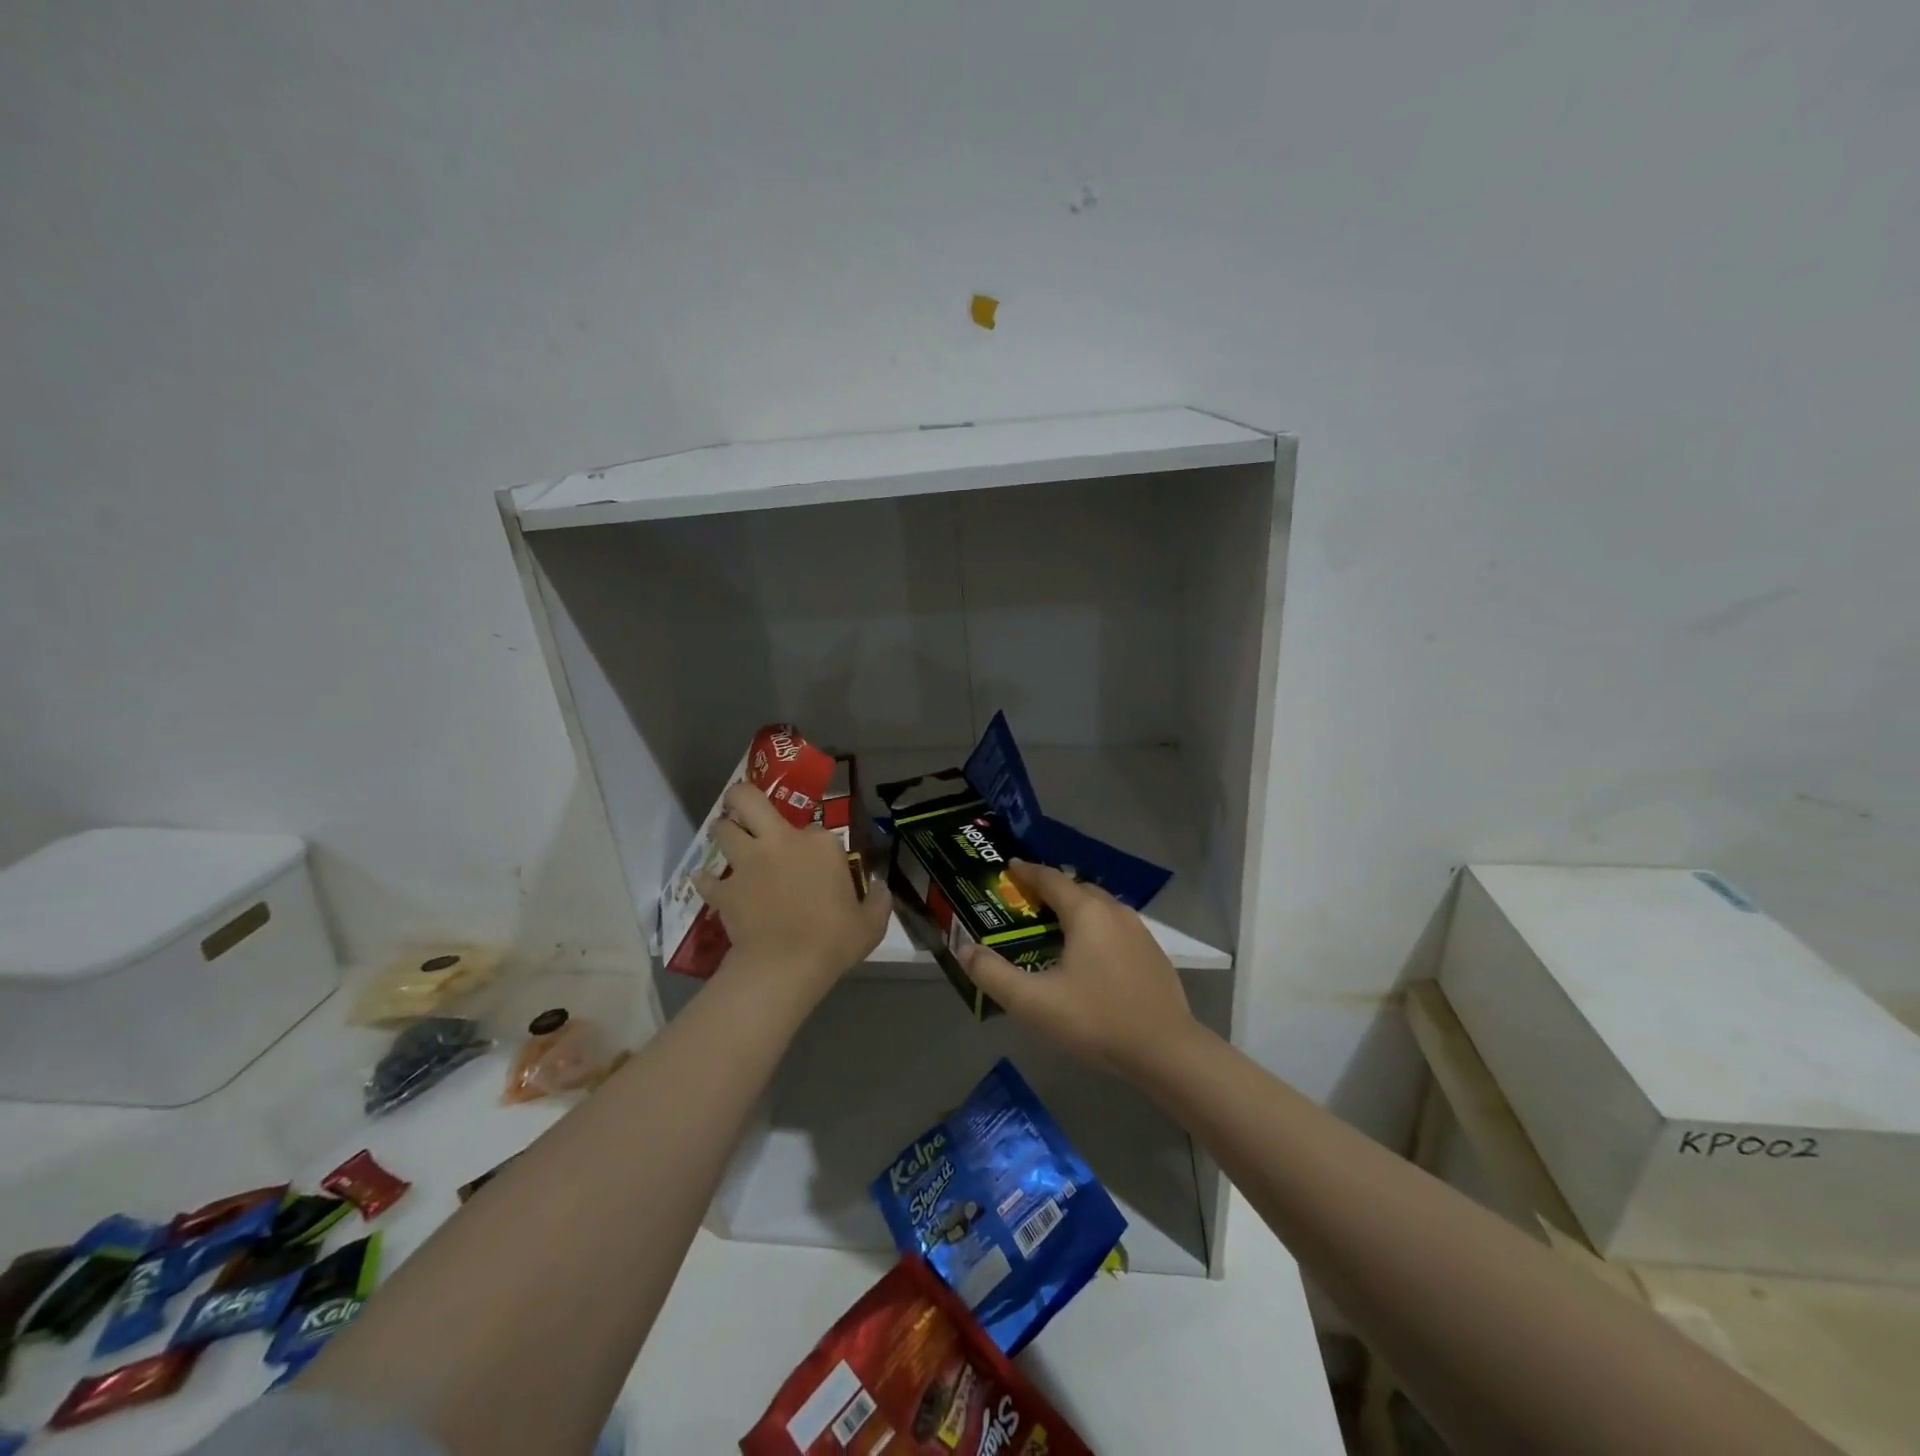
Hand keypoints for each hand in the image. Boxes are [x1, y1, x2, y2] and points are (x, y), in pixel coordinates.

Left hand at [694, 782, 892, 1008]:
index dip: (813, 842)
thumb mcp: (871, 923)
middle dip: (741, 796)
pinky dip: (706, 879)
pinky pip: (706, 878)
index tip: (816, 860)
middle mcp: (780, 842)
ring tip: (728, 840)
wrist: (786, 966)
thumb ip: (878, 900)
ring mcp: (748, 864)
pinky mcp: (725, 890)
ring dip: (723, 831)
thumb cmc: (834, 940)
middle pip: (749, 801)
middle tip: (743, 807)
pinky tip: (707, 883)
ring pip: (721, 830)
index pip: (815, 828)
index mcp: (820, 844)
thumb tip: (879, 886)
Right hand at [960, 860, 1199, 1077]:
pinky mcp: (1153, 953)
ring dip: (1076, 908)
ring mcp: (1139, 931)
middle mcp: (1115, 911)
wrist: (1166, 1051)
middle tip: (1027, 901)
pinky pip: (1116, 926)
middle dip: (1051, 889)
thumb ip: (994, 975)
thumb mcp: (1034, 1002)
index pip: (1051, 879)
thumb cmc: (1096, 1020)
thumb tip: (965, 950)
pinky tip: (1089, 955)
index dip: (1028, 871)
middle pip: (1077, 889)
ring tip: (1055, 926)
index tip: (1010, 867)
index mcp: (1086, 913)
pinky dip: (1096, 927)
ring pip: (1100, 907)